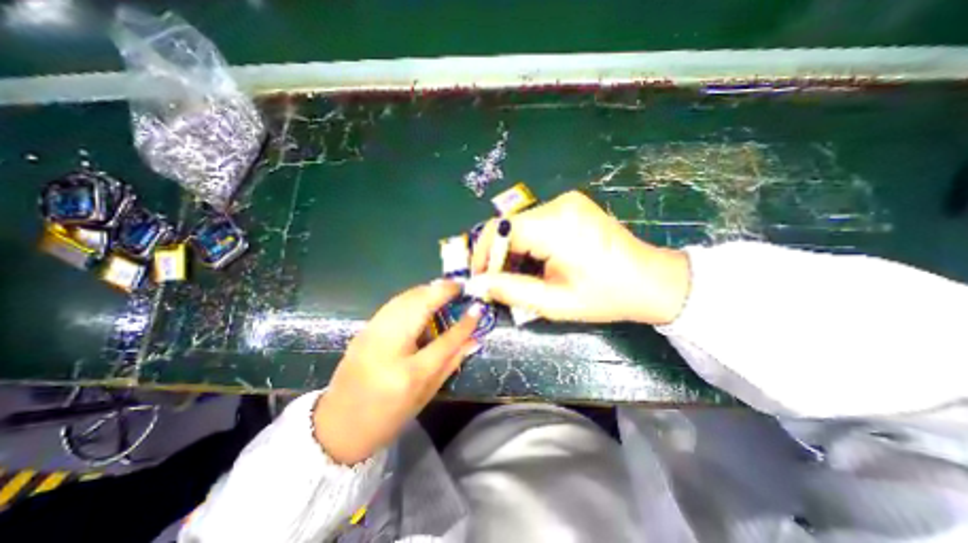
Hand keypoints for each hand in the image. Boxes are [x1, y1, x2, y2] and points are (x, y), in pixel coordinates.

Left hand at [312, 282, 480, 464]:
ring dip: (427, 289)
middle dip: (442, 291)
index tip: (477, 307)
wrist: (337, 427)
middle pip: (419, 307)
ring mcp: (372, 334)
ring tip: (445, 287)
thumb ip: (451, 363)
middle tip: (459, 286)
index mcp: (409, 373)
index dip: (464, 323)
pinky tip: (423, 297)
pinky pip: (393, 304)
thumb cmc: (388, 417)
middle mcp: (389, 347)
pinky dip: (412, 296)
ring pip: (404, 299)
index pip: (444, 341)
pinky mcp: (364, 330)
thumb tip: (474, 341)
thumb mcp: (426, 395)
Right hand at [469, 191, 687, 323]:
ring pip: (520, 225)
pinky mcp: (571, 206)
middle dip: (497, 255)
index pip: (501, 230)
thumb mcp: (554, 302)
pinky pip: (534, 223)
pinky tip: (533, 263)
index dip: (484, 255)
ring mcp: (567, 201)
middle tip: (495, 283)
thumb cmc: (606, 296)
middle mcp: (559, 204)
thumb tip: (476, 284)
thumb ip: (511, 291)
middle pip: (508, 226)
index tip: (480, 280)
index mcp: (557, 225)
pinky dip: (526, 243)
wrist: (652, 280)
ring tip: (515, 277)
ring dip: (511, 251)